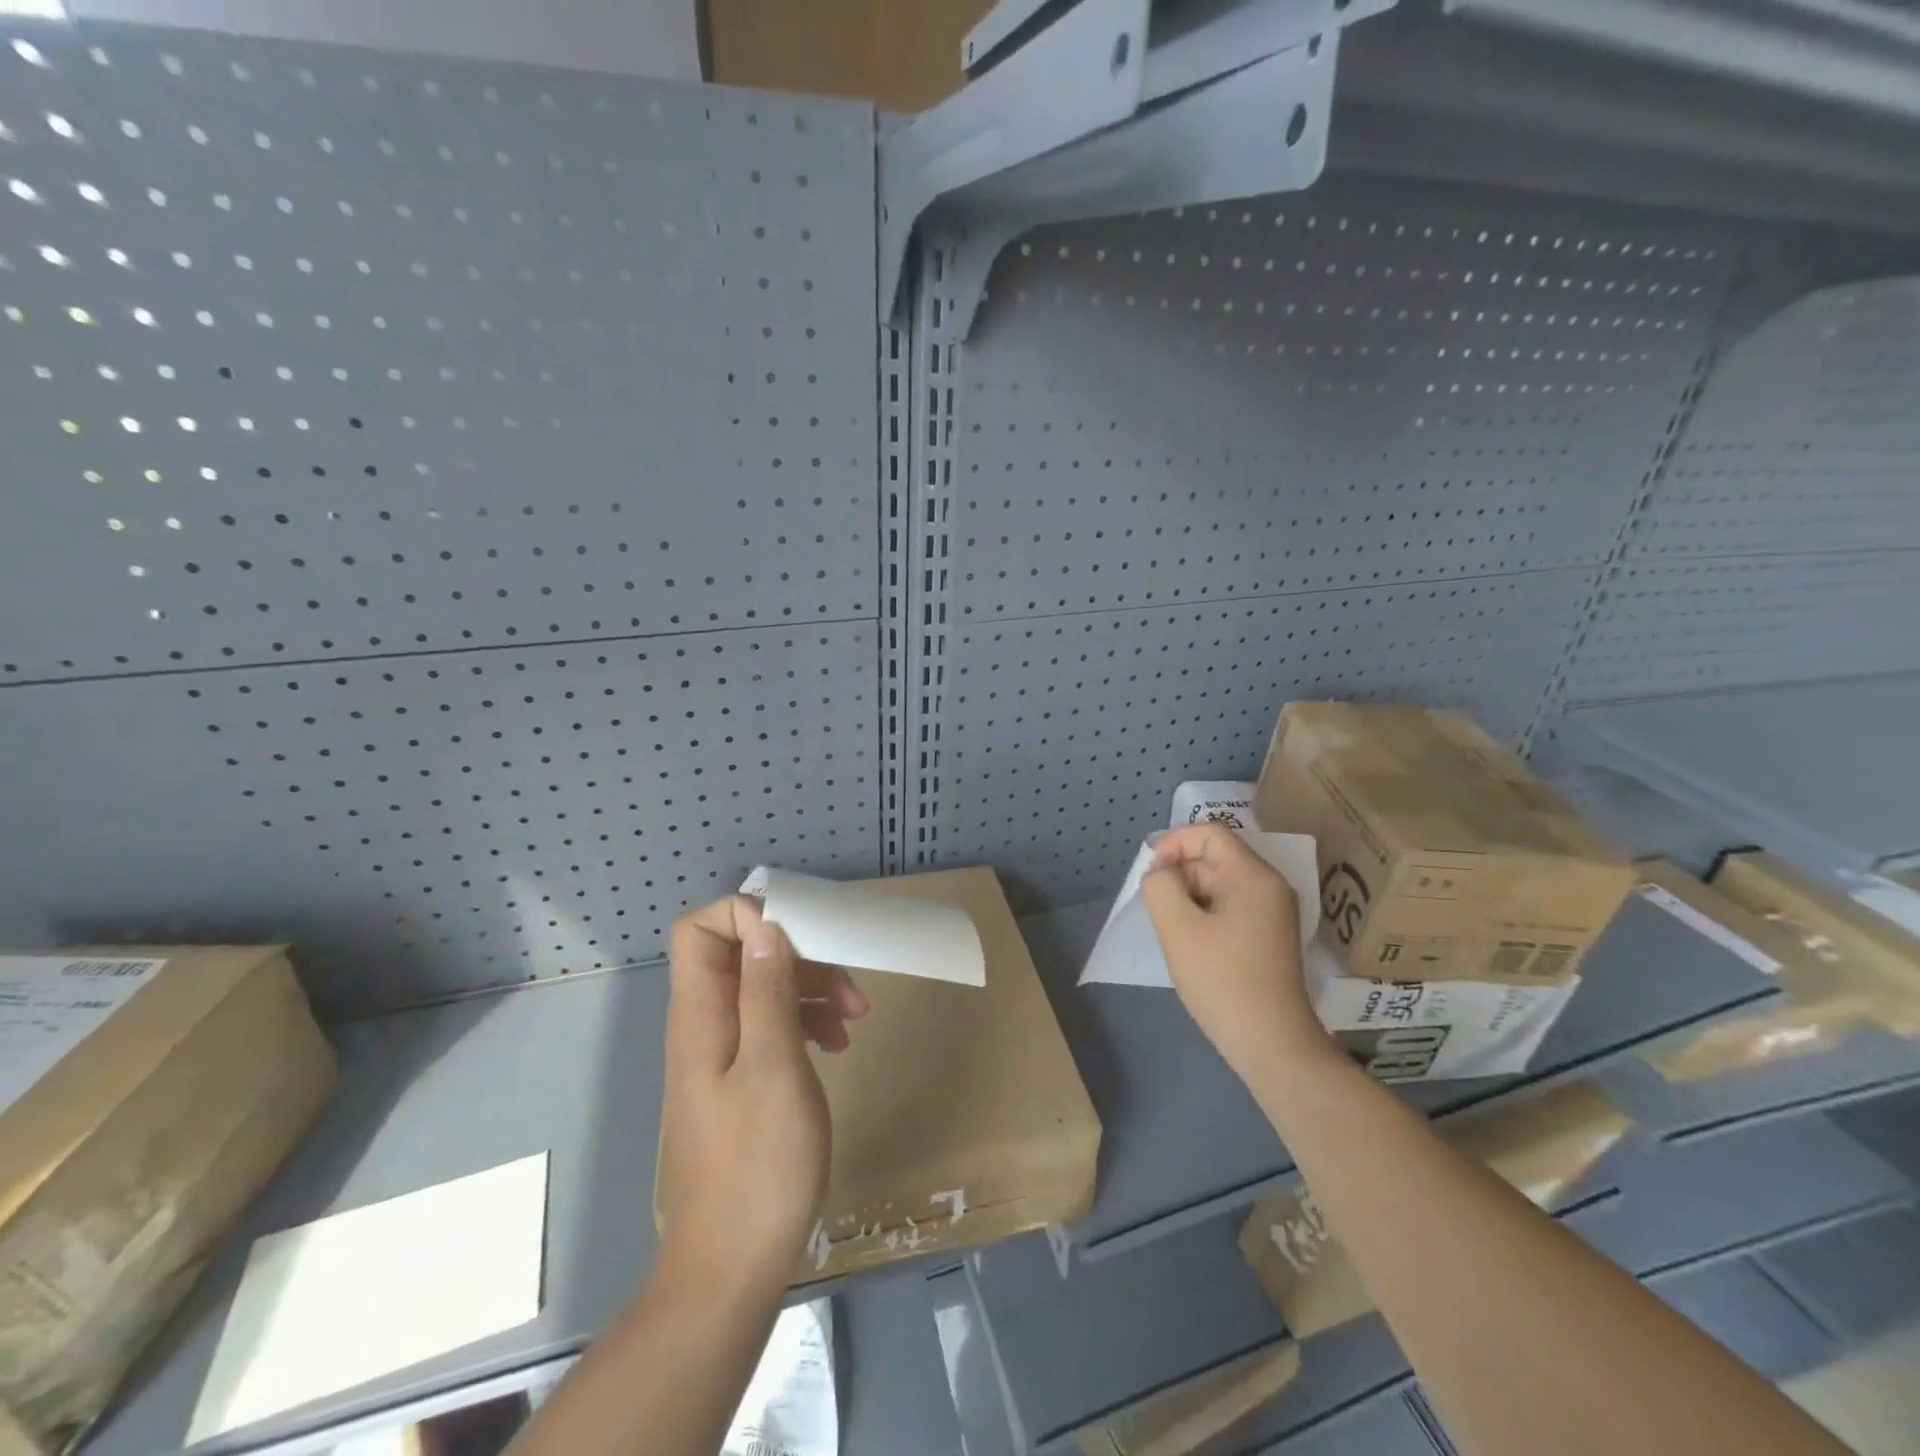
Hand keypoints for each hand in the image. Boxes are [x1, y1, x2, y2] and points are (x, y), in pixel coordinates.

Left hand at [657, 895, 869, 1287]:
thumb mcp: (774, 1068)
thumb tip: (766, 928)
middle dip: (799, 957)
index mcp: (701, 1015)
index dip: (746, 916)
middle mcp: (705, 1025)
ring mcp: (723, 1054)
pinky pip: (772, 1026)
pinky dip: (807, 1023)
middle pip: (743, 955)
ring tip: (855, 1021)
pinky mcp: (742, 1079)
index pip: (700, 930)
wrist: (732, 1267)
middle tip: (849, 989)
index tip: (801, 935)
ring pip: (764, 989)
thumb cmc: (758, 1164)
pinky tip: (838, 1046)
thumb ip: (767, 993)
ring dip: (812, 990)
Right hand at [1140, 824, 1335, 1079]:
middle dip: (1180, 875)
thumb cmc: (1223, 981)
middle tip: (1159, 910)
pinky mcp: (1268, 936)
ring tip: (1175, 931)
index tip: (1151, 874)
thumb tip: (1161, 873)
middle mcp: (1269, 886)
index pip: (1209, 834)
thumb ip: (1161, 886)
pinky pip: (1229, 907)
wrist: (1272, 1045)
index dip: (1174, 843)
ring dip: (1189, 898)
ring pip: (1219, 884)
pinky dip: (1204, 915)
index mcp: (1253, 876)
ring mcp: (1272, 912)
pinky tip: (1192, 945)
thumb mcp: (1178, 928)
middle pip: (1214, 858)